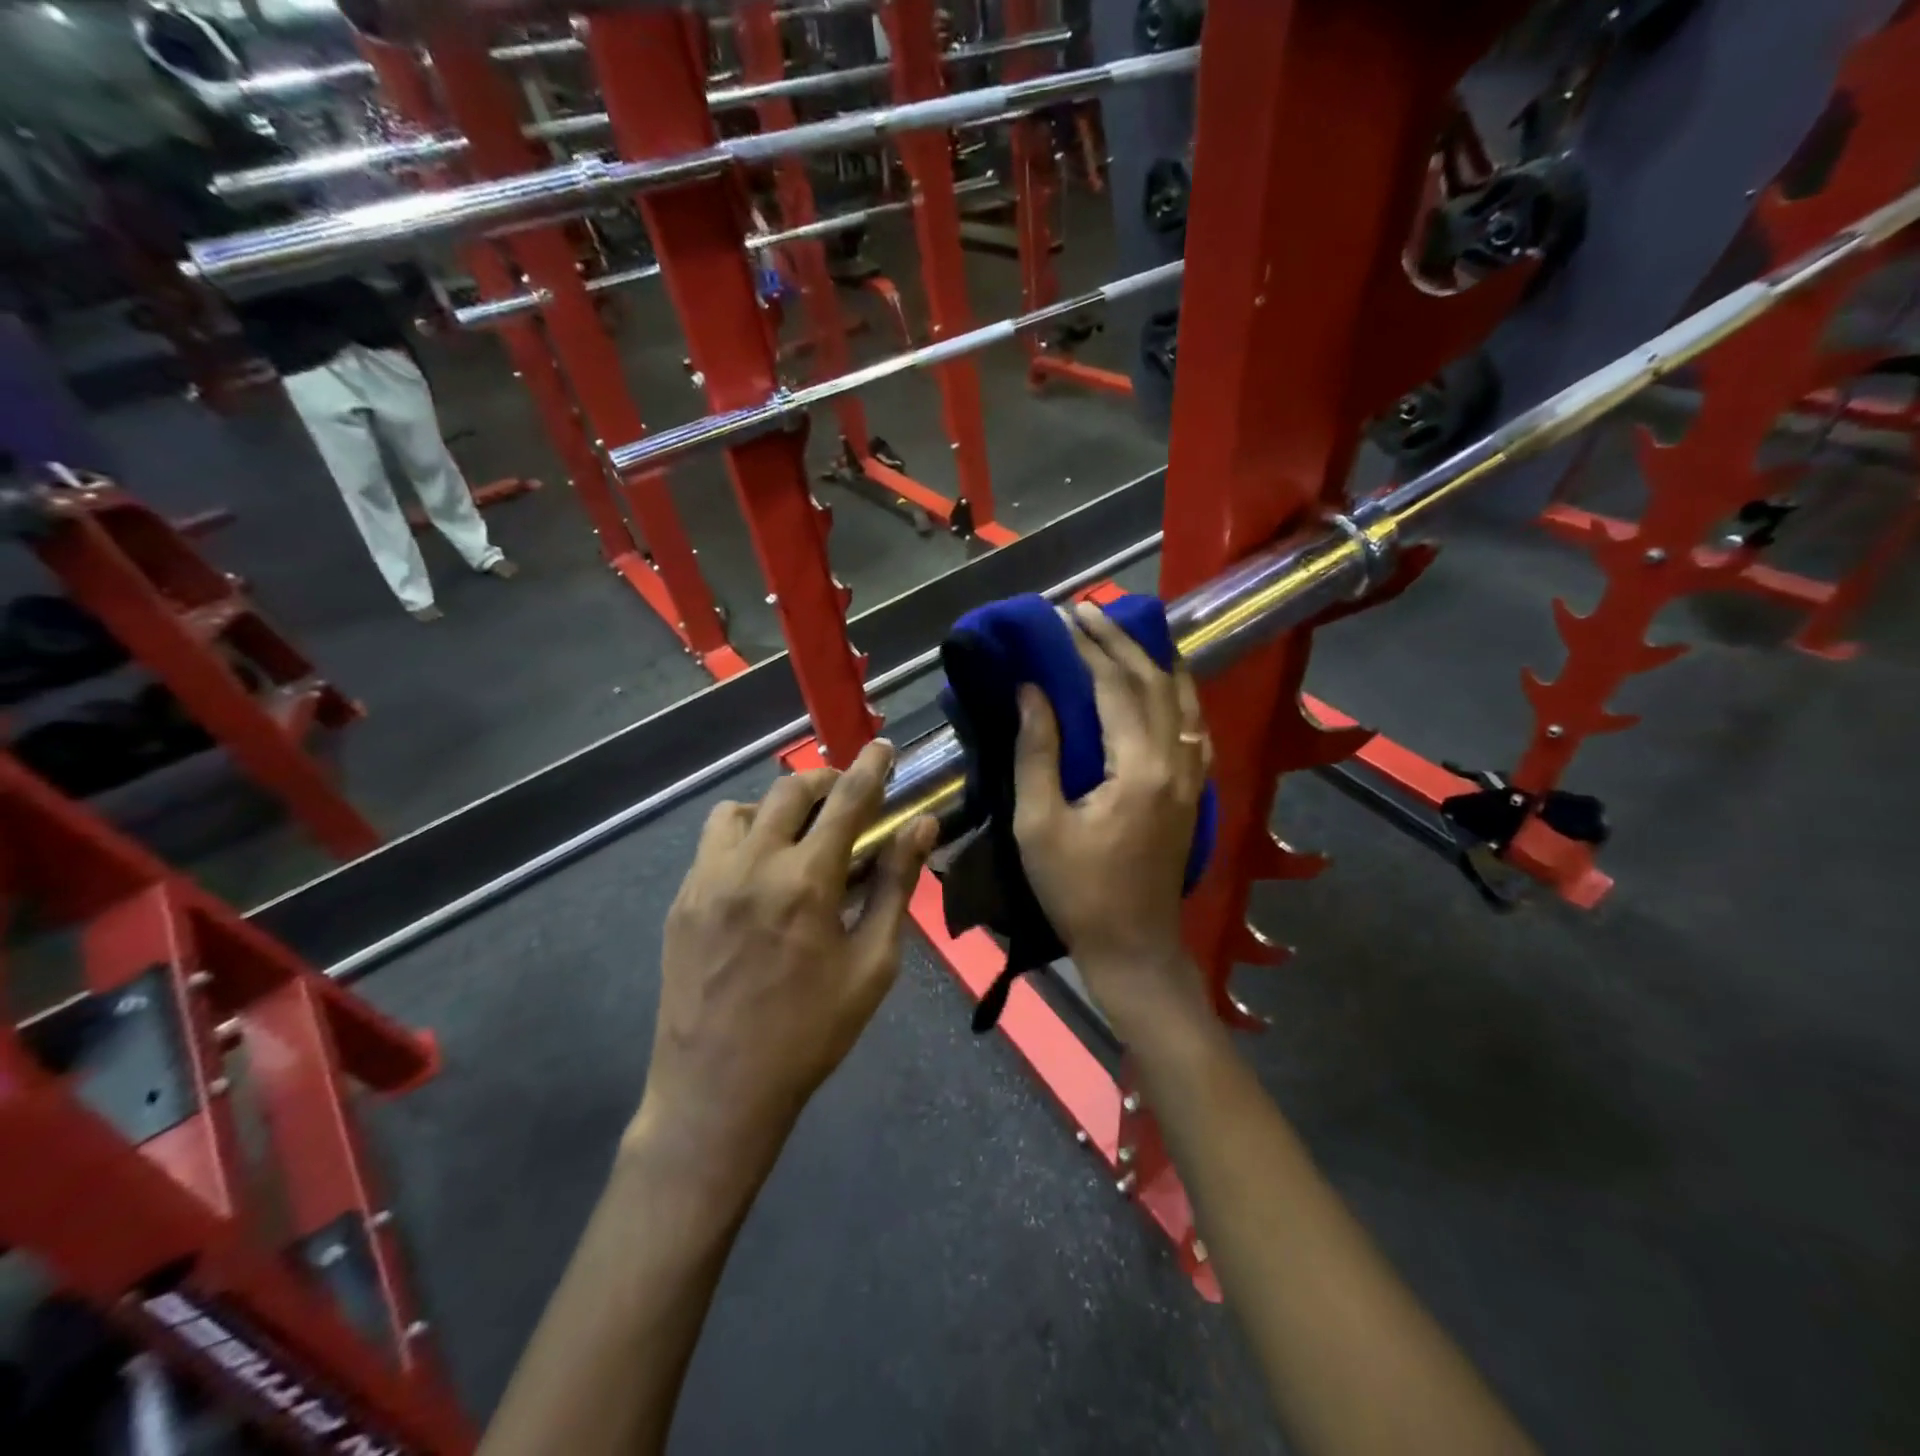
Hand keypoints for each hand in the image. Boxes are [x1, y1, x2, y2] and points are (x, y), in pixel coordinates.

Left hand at [632, 741, 937, 1179]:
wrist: (718, 1092)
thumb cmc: (810, 1033)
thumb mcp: (872, 964)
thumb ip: (895, 887)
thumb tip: (922, 827)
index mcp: (805, 881)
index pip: (847, 801)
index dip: (871, 768)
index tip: (884, 747)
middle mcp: (751, 865)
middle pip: (790, 790)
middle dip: (826, 781)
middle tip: (848, 799)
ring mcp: (707, 880)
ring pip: (741, 808)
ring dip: (776, 808)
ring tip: (798, 837)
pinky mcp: (681, 900)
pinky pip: (713, 843)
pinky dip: (743, 836)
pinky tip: (760, 874)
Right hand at [1013, 601, 1209, 1024]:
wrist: (1133, 946)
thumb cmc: (1077, 891)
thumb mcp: (1039, 824)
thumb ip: (1037, 752)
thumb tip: (1032, 690)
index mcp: (1139, 768)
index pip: (1115, 688)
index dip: (1089, 648)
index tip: (1063, 617)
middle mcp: (1176, 761)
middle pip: (1153, 682)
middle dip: (1121, 641)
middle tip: (1089, 611)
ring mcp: (1193, 776)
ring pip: (1183, 699)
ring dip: (1154, 659)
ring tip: (1128, 631)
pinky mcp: (1195, 791)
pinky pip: (1193, 725)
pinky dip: (1178, 693)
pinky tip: (1165, 683)